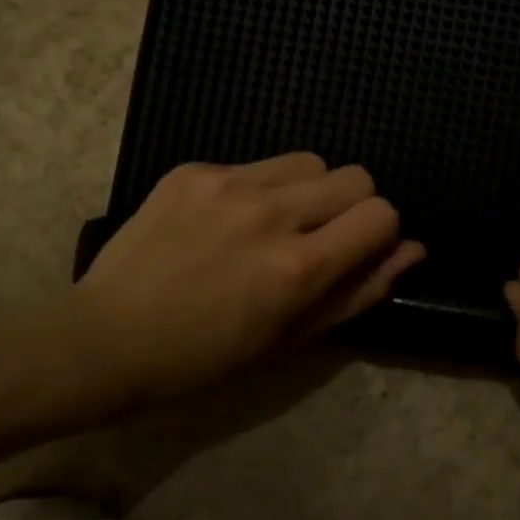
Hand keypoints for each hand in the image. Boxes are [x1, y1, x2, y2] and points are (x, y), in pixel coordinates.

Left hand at [70, 154, 423, 399]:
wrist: (107, 338)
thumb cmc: (207, 357)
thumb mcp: (293, 338)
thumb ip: (360, 291)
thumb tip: (412, 251)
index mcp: (299, 266)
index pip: (381, 214)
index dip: (379, 233)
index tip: (356, 252)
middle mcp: (271, 213)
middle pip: (355, 176)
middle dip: (351, 206)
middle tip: (316, 239)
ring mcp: (228, 184)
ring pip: (309, 161)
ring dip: (307, 191)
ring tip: (273, 225)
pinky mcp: (193, 170)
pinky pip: (255, 164)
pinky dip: (257, 189)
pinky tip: (224, 221)